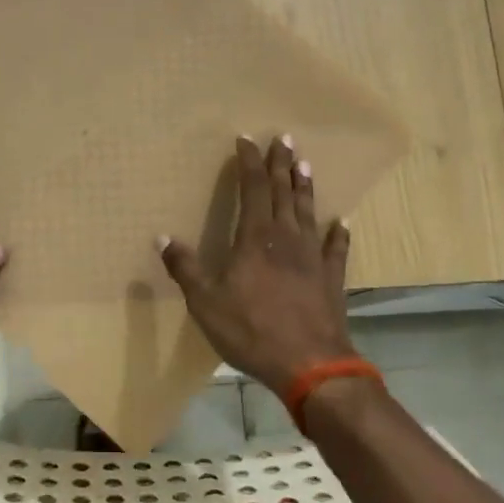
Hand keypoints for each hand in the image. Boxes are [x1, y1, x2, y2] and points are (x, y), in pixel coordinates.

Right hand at [159, 135, 355, 395]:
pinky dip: (338, 234)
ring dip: (305, 187)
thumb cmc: (252, 330)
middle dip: (281, 164)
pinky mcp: (331, 279)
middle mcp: (287, 239)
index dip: (249, 163)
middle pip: (284, 193)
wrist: (310, 364)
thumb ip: (185, 268)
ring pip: (309, 213)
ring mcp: (314, 257)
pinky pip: (336, 249)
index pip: (253, 188)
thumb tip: (162, 238)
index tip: (246, 140)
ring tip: (304, 164)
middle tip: (283, 138)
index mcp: (256, 238)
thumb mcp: (205, 302)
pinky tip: (341, 223)